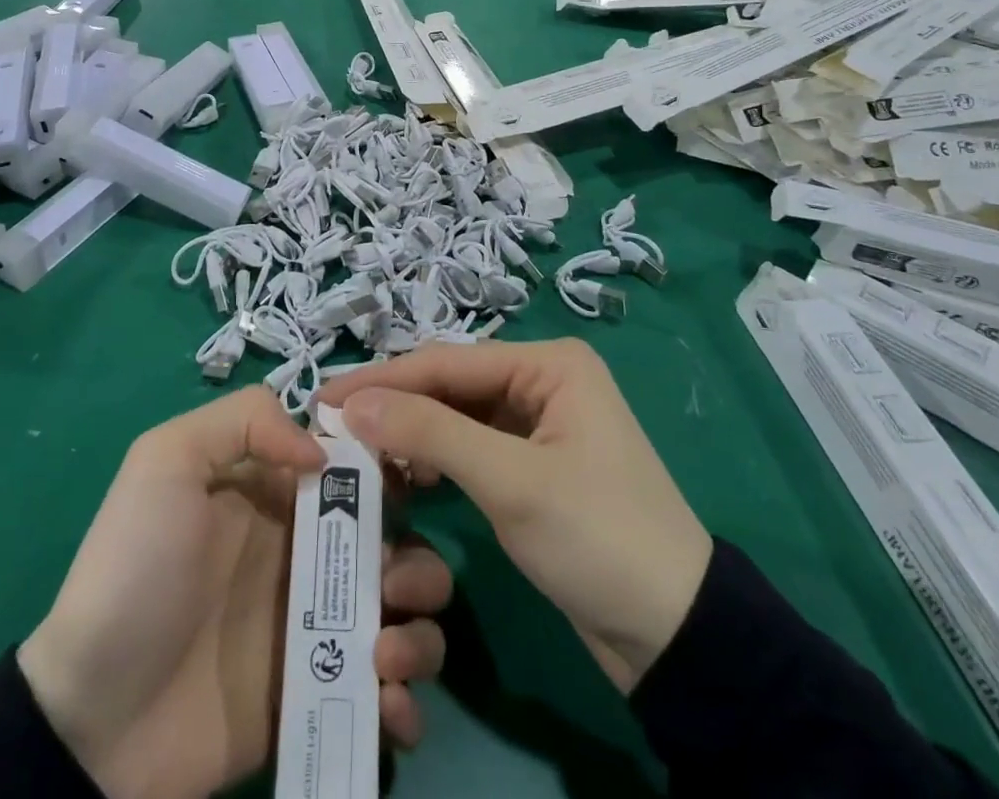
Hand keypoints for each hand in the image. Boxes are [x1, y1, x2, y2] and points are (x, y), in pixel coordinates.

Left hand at [18, 388, 450, 798]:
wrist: (94, 717)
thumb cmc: (137, 569)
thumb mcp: (167, 460)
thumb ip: (243, 422)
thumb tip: (323, 452)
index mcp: (280, 495)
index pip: (358, 468)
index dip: (393, 468)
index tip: (414, 483)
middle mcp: (309, 553)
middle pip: (399, 541)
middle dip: (416, 560)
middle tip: (388, 585)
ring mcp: (318, 628)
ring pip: (408, 615)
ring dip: (419, 630)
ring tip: (381, 654)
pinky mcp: (321, 697)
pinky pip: (391, 697)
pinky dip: (405, 701)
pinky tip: (385, 705)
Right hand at [322, 338, 711, 694]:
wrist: (675, 636)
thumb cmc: (598, 538)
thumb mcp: (511, 482)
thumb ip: (430, 433)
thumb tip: (352, 402)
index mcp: (548, 363)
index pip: (448, 362)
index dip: (384, 379)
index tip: (323, 398)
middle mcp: (542, 380)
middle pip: (450, 385)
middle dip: (394, 405)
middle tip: (331, 427)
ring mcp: (538, 423)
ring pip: (456, 416)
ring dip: (411, 433)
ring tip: (357, 452)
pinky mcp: (533, 464)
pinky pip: (471, 446)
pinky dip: (436, 459)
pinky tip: (403, 476)